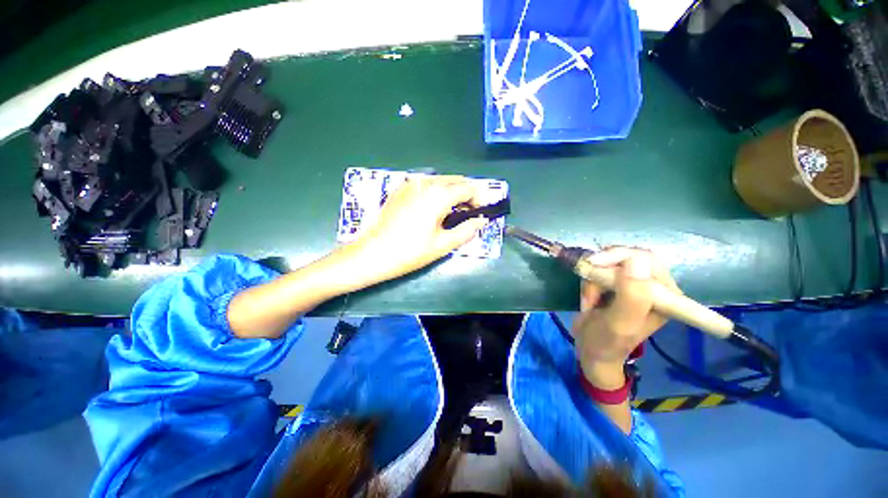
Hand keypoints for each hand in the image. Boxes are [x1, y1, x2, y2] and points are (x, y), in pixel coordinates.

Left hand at [346, 176, 487, 282]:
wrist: (371, 254)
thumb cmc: (409, 252)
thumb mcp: (442, 245)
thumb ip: (466, 230)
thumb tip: (480, 221)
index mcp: (438, 194)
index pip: (468, 188)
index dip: (479, 198)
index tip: (483, 211)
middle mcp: (425, 182)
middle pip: (454, 181)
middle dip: (466, 193)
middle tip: (470, 212)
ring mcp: (410, 184)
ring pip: (440, 181)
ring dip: (451, 192)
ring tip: (453, 212)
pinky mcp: (400, 189)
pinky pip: (425, 185)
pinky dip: (436, 192)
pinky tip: (433, 208)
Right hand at [572, 247, 679, 387]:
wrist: (591, 350)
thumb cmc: (606, 342)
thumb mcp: (618, 324)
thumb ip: (631, 297)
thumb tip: (636, 260)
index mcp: (666, 297)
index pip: (648, 260)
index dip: (620, 257)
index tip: (595, 264)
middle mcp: (654, 287)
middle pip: (626, 258)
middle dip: (601, 271)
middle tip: (589, 286)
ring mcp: (635, 285)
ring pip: (609, 263)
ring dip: (593, 279)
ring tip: (590, 301)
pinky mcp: (618, 284)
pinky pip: (601, 270)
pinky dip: (589, 281)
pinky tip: (589, 298)